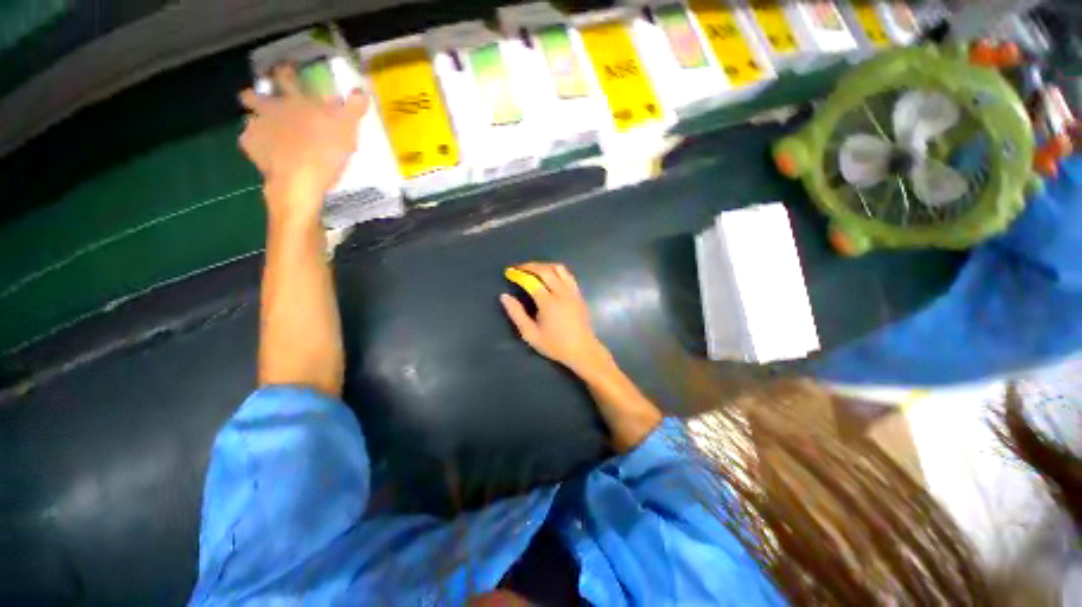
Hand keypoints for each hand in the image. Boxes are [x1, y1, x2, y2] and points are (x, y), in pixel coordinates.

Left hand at [239, 66, 368, 224]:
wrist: (299, 180)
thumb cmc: (325, 150)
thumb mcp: (347, 129)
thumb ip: (353, 109)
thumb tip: (361, 91)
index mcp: (293, 100)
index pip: (285, 76)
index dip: (285, 71)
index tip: (286, 70)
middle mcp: (269, 109)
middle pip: (251, 96)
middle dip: (255, 97)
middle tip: (266, 105)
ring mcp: (255, 128)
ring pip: (248, 119)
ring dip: (256, 123)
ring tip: (270, 135)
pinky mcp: (250, 149)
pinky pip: (250, 143)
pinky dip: (258, 147)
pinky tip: (269, 155)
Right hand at [500, 263, 612, 377]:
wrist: (582, 350)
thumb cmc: (555, 345)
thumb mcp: (530, 334)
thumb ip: (516, 314)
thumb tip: (504, 297)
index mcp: (548, 303)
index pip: (531, 281)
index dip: (519, 274)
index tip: (509, 272)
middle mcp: (562, 293)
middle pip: (545, 270)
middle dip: (529, 266)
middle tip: (518, 268)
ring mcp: (572, 291)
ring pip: (559, 268)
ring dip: (544, 265)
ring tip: (533, 270)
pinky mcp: (579, 293)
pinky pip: (567, 274)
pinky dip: (556, 270)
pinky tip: (550, 276)